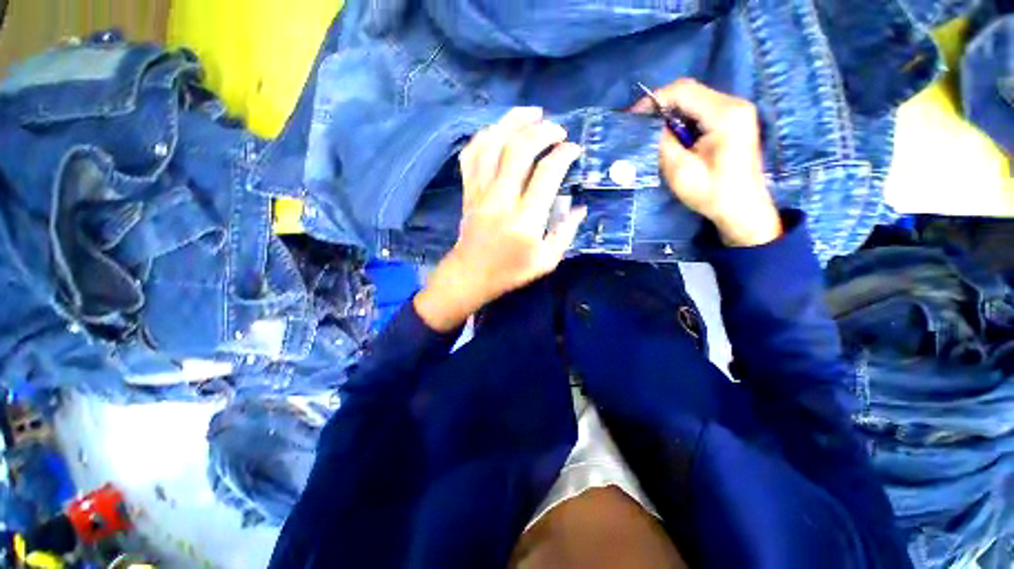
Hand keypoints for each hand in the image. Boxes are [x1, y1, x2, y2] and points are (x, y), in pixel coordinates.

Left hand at [414, 107, 586, 331]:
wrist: (470, 276)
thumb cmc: (510, 272)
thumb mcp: (546, 261)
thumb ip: (565, 233)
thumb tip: (579, 206)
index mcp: (525, 220)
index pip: (547, 174)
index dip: (564, 154)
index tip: (574, 150)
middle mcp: (501, 200)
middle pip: (518, 150)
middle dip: (542, 130)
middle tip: (557, 129)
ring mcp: (480, 192)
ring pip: (492, 144)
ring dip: (512, 122)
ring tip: (532, 113)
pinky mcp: (467, 191)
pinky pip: (471, 155)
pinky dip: (484, 136)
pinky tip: (498, 130)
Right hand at [632, 79, 781, 246]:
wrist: (743, 209)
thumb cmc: (713, 194)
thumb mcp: (681, 171)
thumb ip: (664, 144)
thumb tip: (650, 127)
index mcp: (725, 114)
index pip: (684, 90)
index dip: (655, 100)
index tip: (633, 116)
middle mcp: (734, 104)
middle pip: (690, 92)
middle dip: (661, 106)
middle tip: (640, 126)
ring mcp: (736, 111)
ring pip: (695, 100)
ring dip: (671, 114)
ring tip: (653, 133)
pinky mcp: (734, 121)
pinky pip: (702, 110)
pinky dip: (683, 120)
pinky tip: (672, 136)